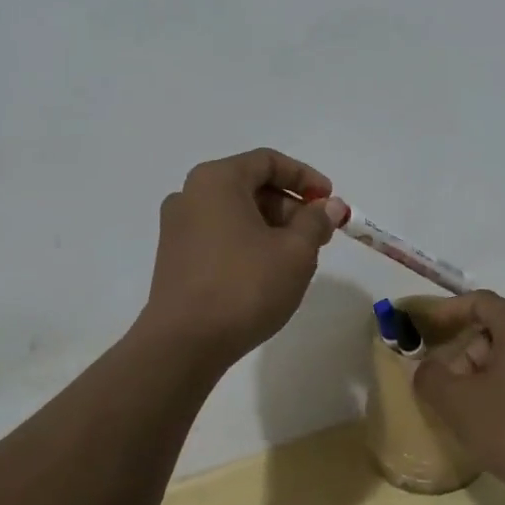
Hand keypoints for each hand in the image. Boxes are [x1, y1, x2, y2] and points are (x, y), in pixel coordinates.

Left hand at [138, 148, 349, 366]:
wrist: (183, 343)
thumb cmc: (244, 286)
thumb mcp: (295, 252)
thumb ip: (315, 222)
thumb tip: (329, 206)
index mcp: (217, 180)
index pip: (268, 161)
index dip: (305, 177)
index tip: (329, 202)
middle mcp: (190, 194)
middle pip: (250, 185)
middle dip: (290, 206)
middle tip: (319, 234)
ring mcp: (177, 227)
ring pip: (235, 213)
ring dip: (271, 226)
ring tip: (297, 257)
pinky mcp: (174, 257)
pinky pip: (219, 235)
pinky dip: (247, 242)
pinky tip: (266, 272)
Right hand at [411, 291, 504, 504]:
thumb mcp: (457, 403)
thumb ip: (430, 377)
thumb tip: (426, 368)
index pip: (479, 301)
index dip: (446, 311)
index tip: (423, 327)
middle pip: (495, 329)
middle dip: (463, 350)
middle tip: (442, 379)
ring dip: (482, 372)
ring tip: (462, 405)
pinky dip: (503, 387)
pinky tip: (491, 420)